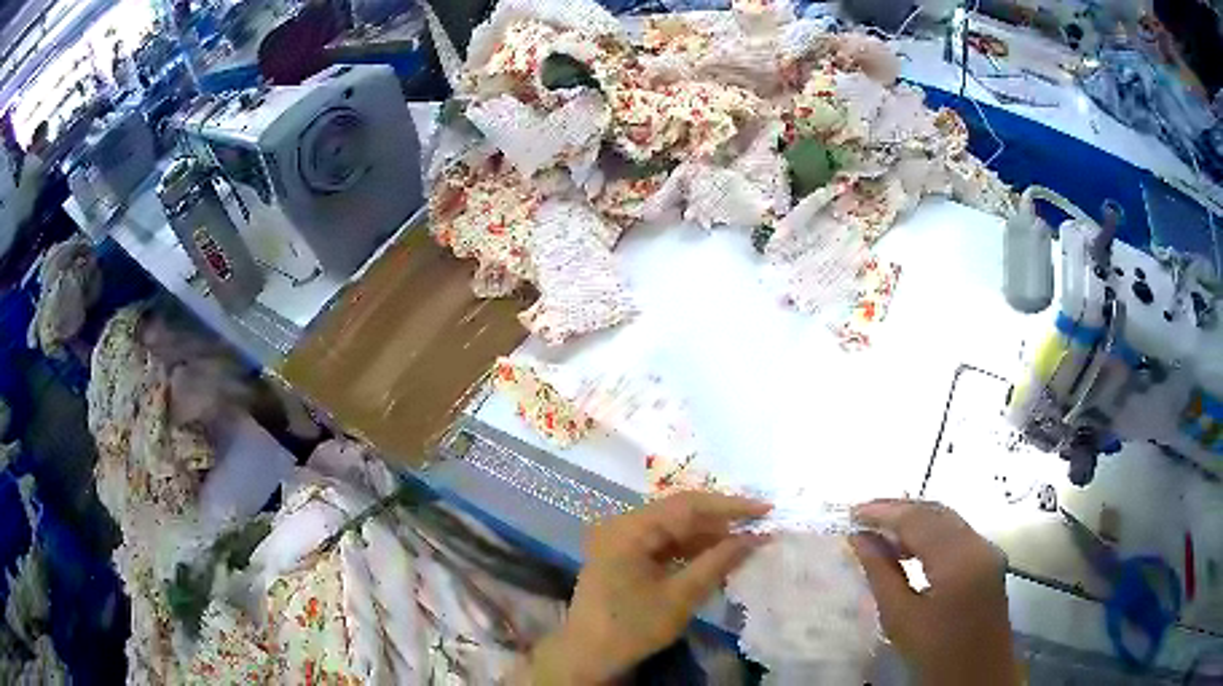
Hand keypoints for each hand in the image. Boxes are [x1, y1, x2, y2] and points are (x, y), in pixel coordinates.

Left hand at [530, 492, 770, 683]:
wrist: (589, 655)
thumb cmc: (633, 627)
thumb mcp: (681, 596)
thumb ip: (718, 561)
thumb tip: (756, 537)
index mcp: (630, 528)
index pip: (687, 505)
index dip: (730, 506)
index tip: (766, 509)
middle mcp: (623, 524)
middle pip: (680, 512)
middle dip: (721, 520)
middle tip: (759, 525)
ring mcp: (622, 539)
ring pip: (674, 527)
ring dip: (708, 534)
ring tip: (745, 540)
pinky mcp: (625, 555)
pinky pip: (664, 542)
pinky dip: (691, 548)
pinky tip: (716, 555)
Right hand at [851, 500, 1020, 685]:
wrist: (975, 679)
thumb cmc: (935, 655)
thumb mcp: (901, 618)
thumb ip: (881, 573)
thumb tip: (859, 539)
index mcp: (959, 559)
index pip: (919, 520)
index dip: (884, 512)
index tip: (851, 512)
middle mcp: (979, 544)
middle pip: (936, 513)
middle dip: (899, 510)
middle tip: (862, 515)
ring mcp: (987, 551)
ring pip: (947, 521)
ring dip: (914, 521)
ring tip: (878, 530)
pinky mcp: (988, 561)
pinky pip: (956, 535)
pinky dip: (930, 534)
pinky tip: (907, 547)